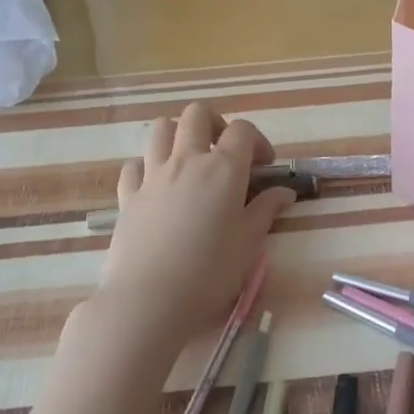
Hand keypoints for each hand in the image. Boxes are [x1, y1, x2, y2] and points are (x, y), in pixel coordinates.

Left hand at [87, 102, 296, 358]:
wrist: (149, 300)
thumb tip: (285, 192)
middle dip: (216, 124)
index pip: (243, 130)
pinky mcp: (128, 195)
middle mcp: (187, 160)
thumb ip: (266, 210)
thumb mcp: (249, 243)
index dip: (257, 141)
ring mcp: (153, 175)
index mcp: (223, 168)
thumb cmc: (209, 273)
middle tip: (225, 152)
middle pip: (197, 114)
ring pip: (161, 128)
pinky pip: (134, 165)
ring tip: (190, 160)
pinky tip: (156, 186)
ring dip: (178, 135)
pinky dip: (147, 167)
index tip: (263, 166)